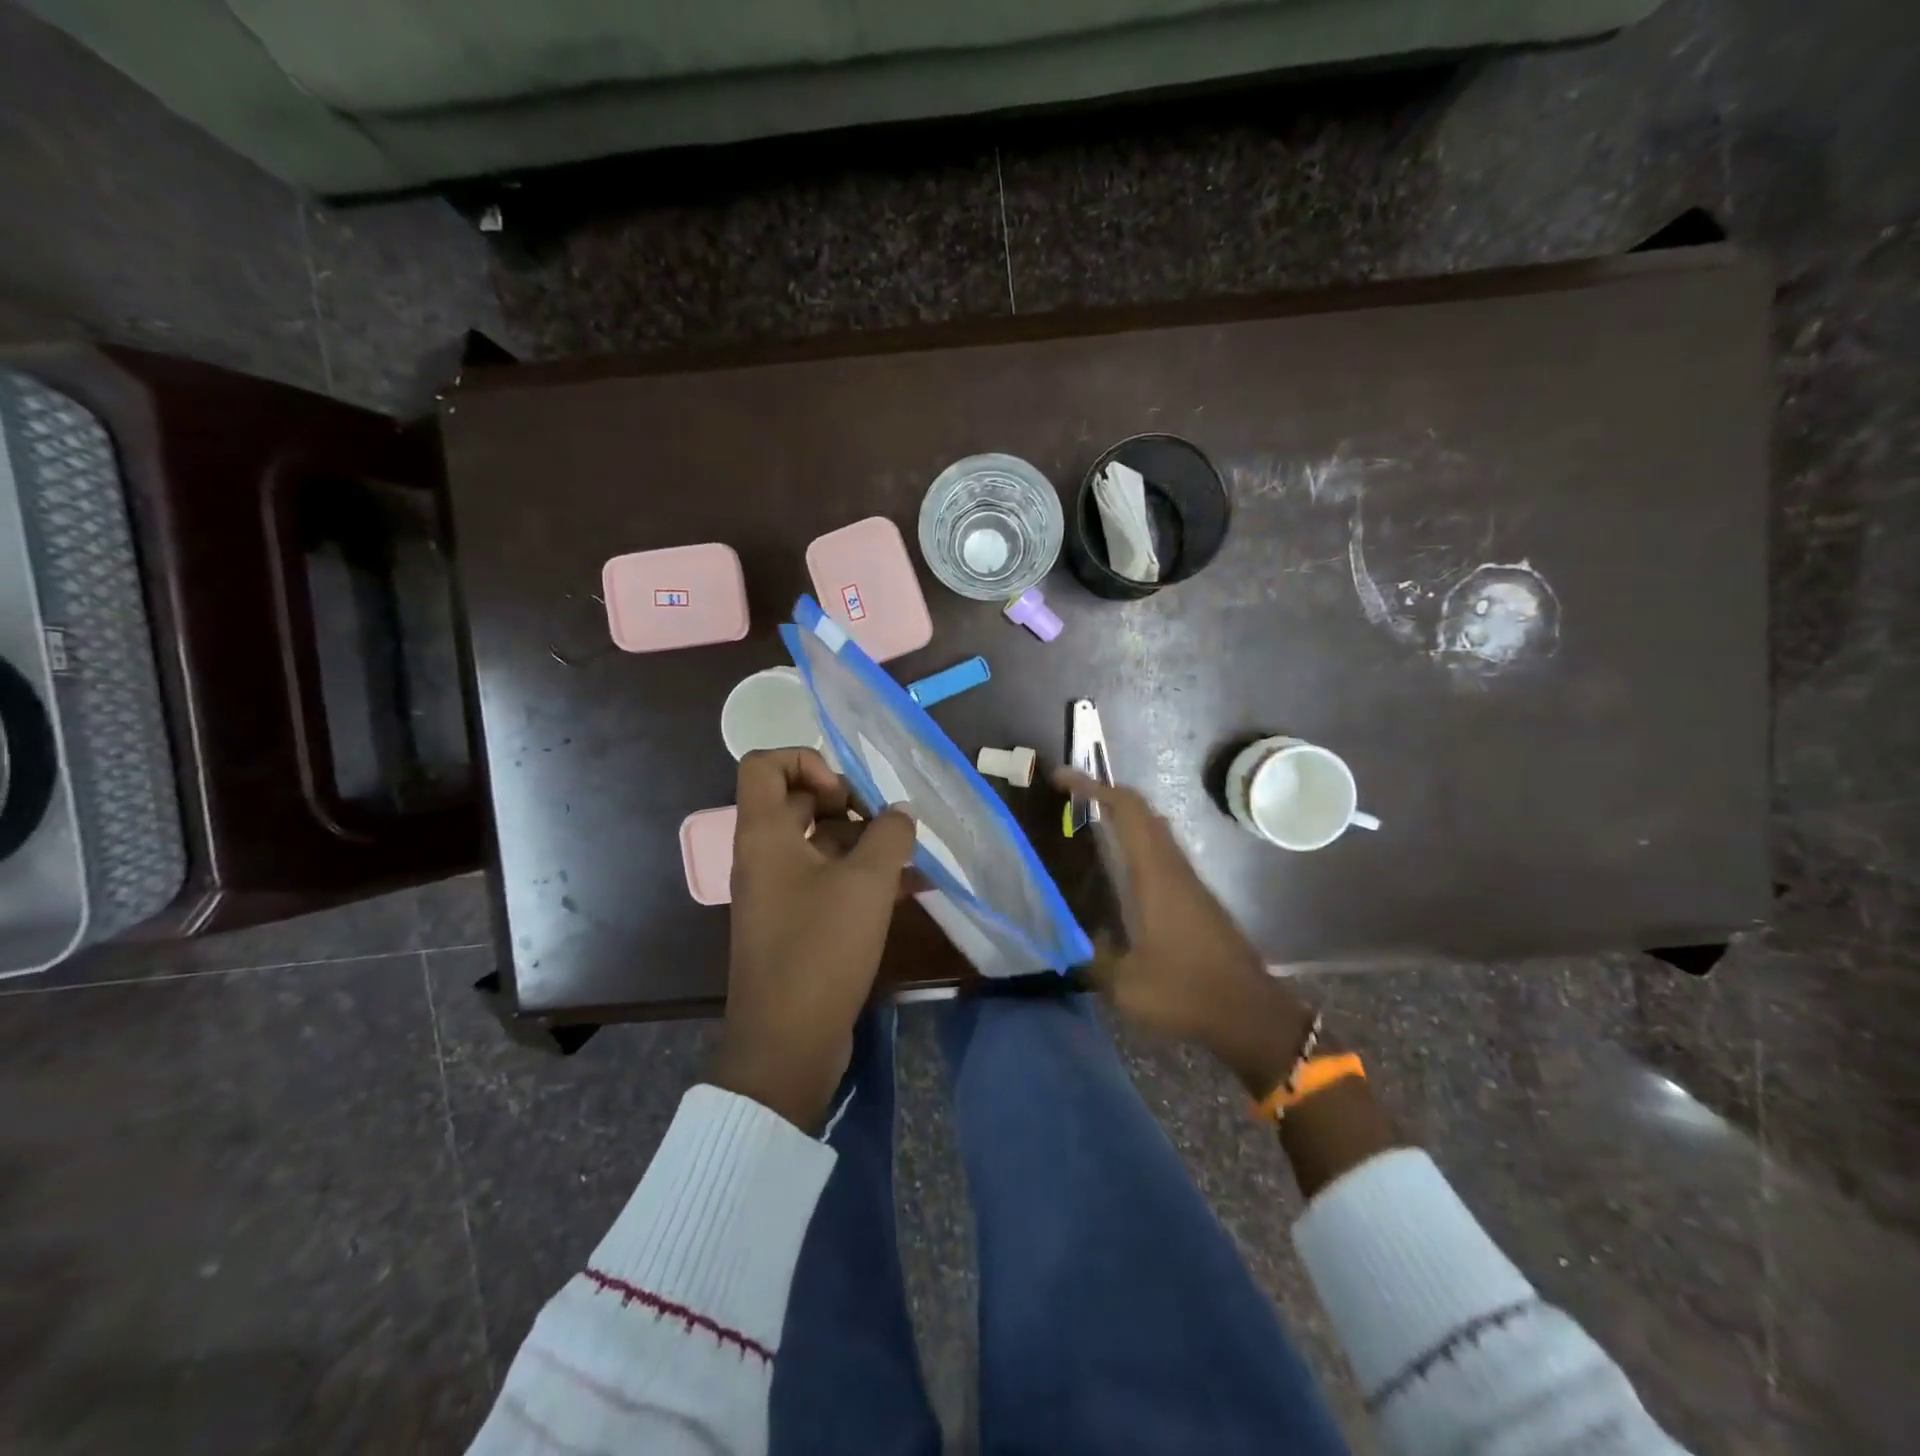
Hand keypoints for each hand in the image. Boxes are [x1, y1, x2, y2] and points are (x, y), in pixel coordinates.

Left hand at [712, 748, 917, 1131]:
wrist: (787, 1043)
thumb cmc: (820, 950)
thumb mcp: (866, 883)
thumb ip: (889, 835)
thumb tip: (899, 815)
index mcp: (764, 835)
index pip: (764, 764)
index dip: (808, 762)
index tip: (845, 797)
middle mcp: (763, 856)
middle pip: (797, 802)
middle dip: (848, 805)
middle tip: (884, 826)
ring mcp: (778, 892)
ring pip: (819, 843)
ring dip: (864, 843)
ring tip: (909, 859)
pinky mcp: (795, 923)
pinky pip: (827, 881)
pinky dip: (861, 877)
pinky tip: (908, 889)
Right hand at [1055, 767, 1315, 1097]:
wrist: (1250, 1014)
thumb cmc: (1187, 993)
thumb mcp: (1125, 985)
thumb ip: (1093, 958)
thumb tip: (1073, 939)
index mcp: (1155, 876)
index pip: (1127, 811)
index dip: (1094, 787)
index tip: (1062, 778)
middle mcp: (1174, 868)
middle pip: (1142, 812)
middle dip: (1105, 794)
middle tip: (1068, 797)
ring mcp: (1189, 882)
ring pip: (1154, 831)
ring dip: (1122, 817)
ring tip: (1086, 825)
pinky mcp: (1197, 899)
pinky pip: (1161, 853)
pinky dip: (1135, 843)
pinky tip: (1117, 869)